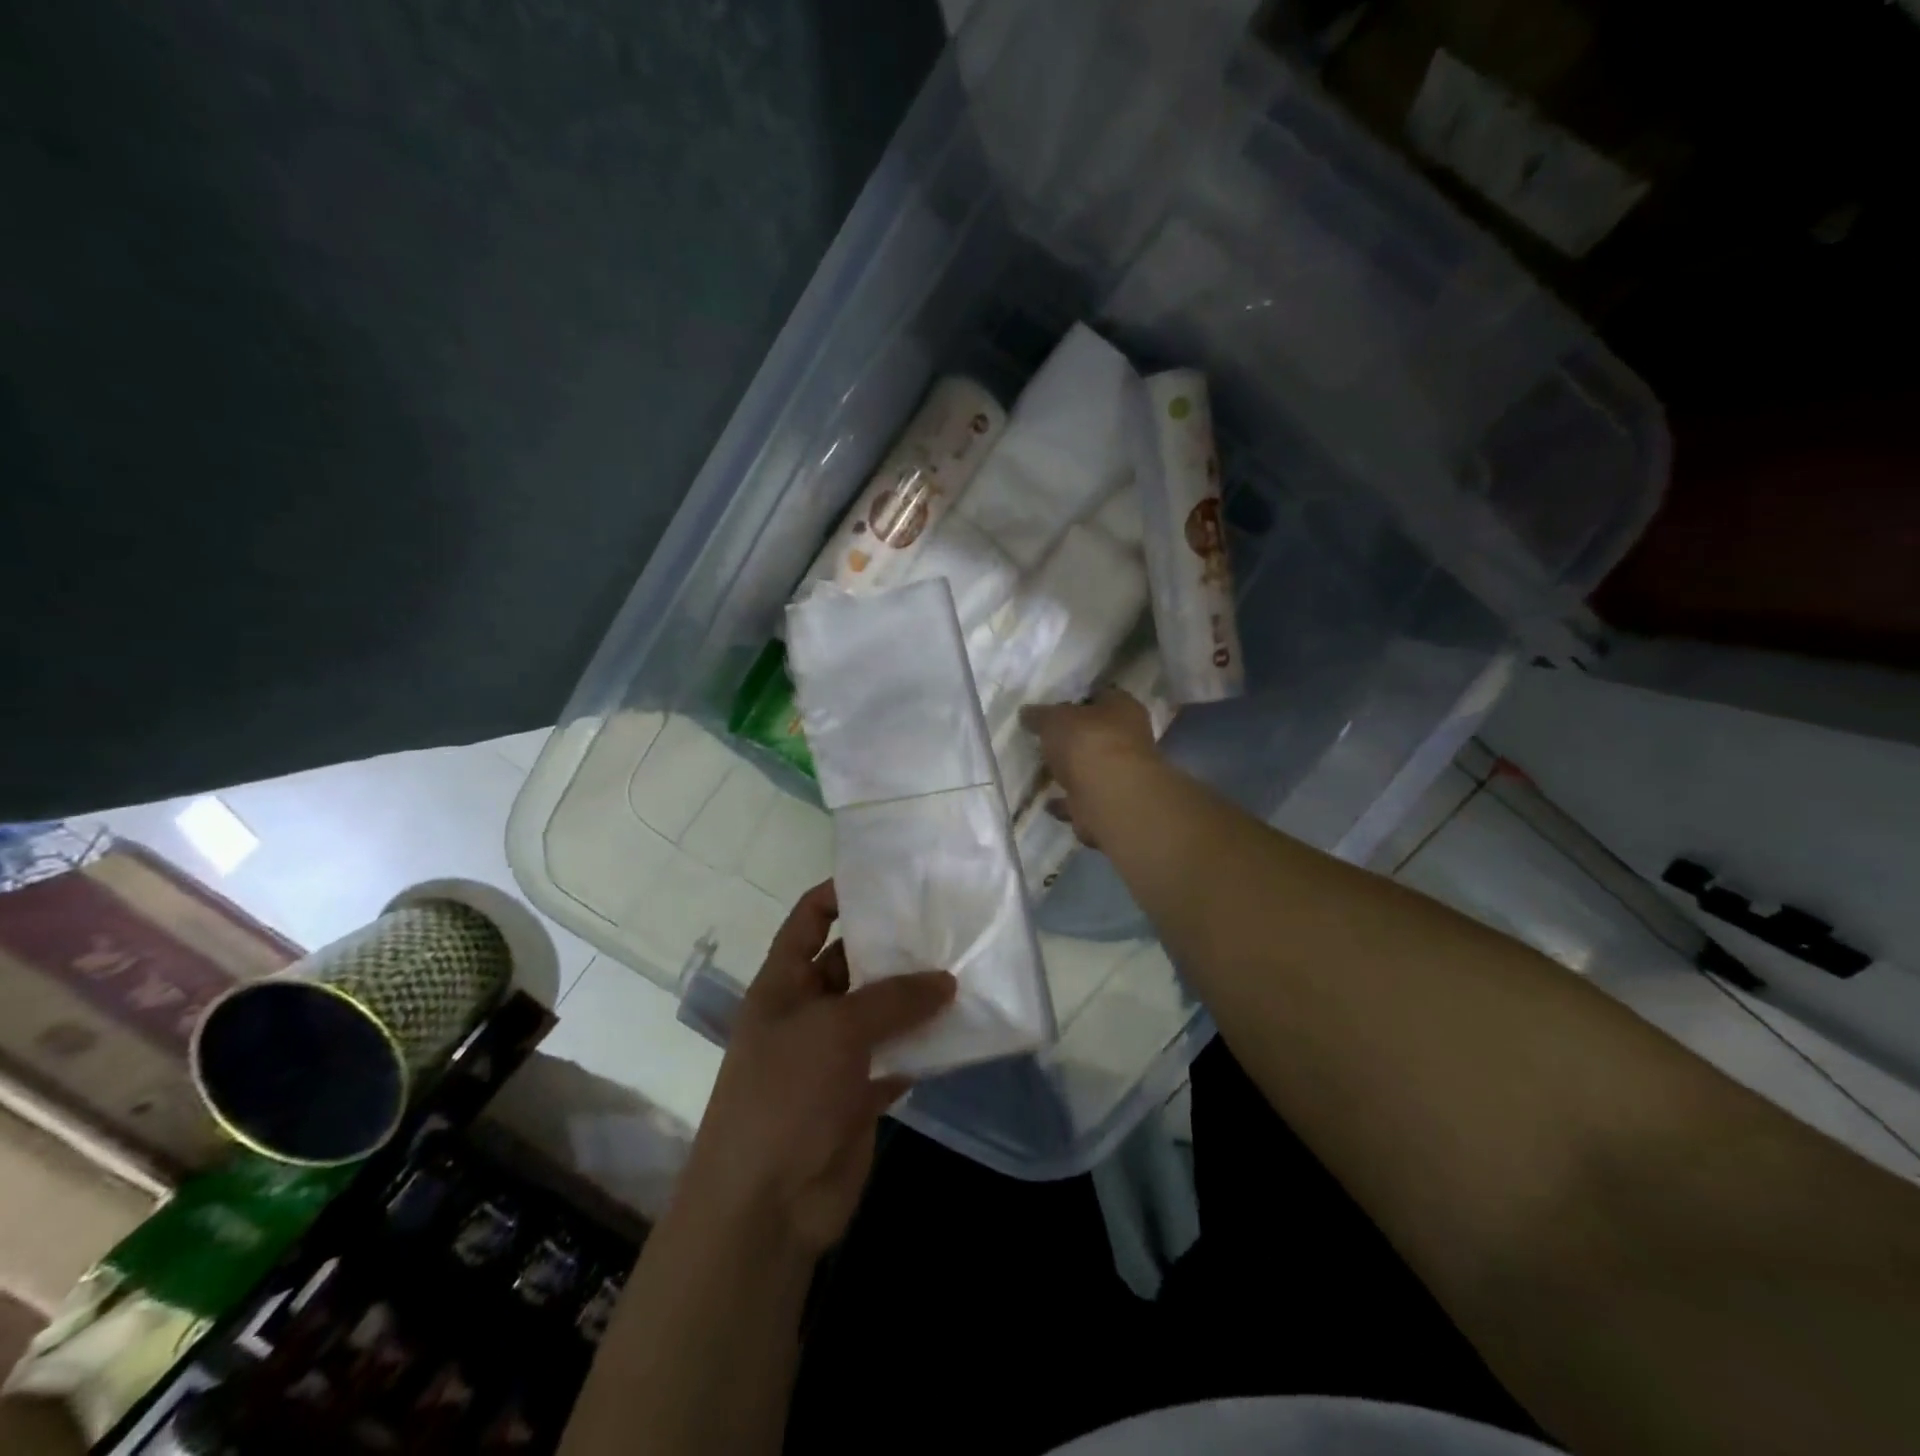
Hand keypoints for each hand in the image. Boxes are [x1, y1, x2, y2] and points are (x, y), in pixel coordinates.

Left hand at [674, 882, 954, 1258]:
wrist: (766, 1205)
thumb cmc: (786, 1094)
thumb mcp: (836, 1029)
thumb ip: (893, 999)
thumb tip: (945, 979)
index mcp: (783, 984)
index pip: (808, 921)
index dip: (838, 894)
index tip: (885, 879)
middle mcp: (807, 1012)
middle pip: (851, 965)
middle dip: (891, 947)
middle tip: (944, 924)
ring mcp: (832, 1057)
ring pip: (879, 1013)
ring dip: (914, 999)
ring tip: (962, 970)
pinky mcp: (857, 1096)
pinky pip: (895, 1059)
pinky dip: (921, 1048)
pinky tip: (959, 1031)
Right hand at [1019, 689, 1158, 846]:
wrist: (1110, 800)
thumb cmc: (1088, 744)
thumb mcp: (1054, 720)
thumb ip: (1039, 715)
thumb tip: (1027, 712)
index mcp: (1123, 708)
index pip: (1101, 695)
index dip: (1076, 699)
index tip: (1052, 707)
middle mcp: (1130, 739)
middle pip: (1097, 733)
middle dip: (1074, 737)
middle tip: (1044, 739)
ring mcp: (1123, 774)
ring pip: (1092, 767)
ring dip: (1071, 771)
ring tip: (1042, 770)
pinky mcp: (1111, 804)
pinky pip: (1084, 799)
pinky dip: (1068, 801)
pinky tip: (1048, 802)